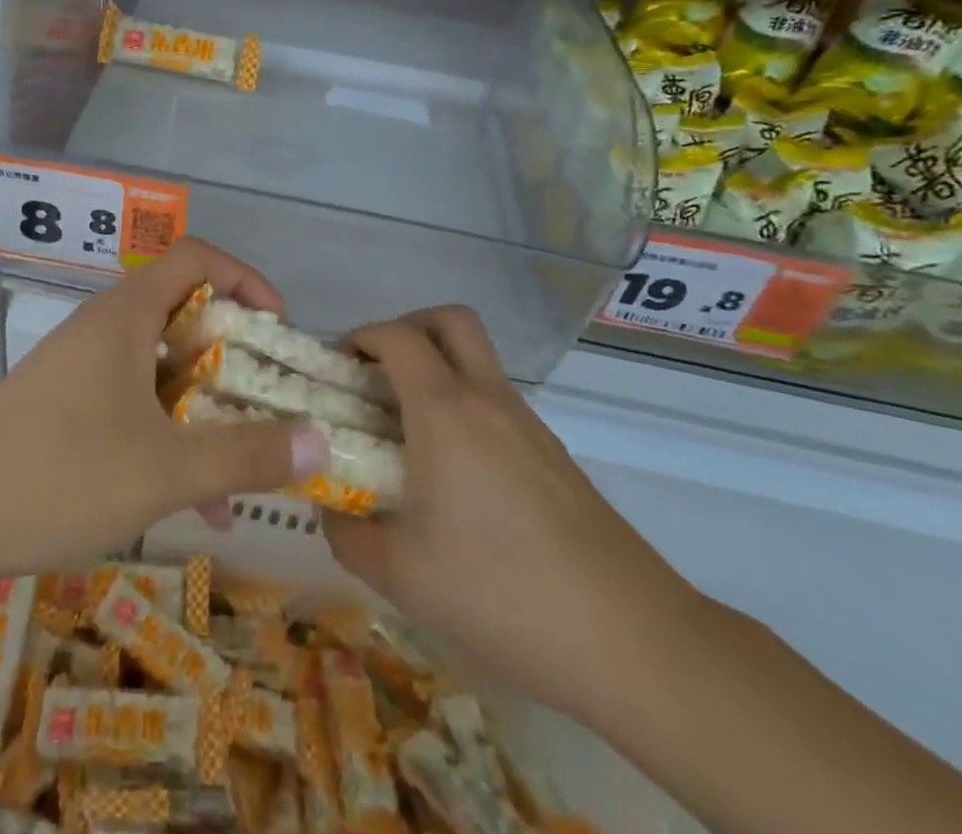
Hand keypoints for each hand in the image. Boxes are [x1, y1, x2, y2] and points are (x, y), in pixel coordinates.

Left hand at [0, 237, 328, 581]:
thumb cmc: (61, 473)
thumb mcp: (167, 470)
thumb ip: (247, 454)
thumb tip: (321, 442)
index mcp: (128, 313)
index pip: (198, 258)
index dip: (246, 279)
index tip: (278, 328)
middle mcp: (105, 326)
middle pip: (185, 313)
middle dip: (234, 355)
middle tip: (269, 398)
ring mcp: (82, 365)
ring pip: (162, 367)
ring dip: (204, 408)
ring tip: (239, 469)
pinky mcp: (65, 404)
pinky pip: (135, 400)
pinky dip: (169, 433)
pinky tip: (190, 500)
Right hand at [324, 307, 704, 729]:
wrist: (631, 640)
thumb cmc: (502, 592)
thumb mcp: (401, 575)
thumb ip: (349, 535)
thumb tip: (330, 511)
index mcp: (445, 411)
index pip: (396, 336)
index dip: (359, 338)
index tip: (335, 371)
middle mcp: (488, 399)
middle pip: (450, 320)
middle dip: (407, 329)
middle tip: (377, 374)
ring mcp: (528, 424)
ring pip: (477, 360)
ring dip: (437, 369)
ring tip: (406, 430)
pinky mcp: (554, 454)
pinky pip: (497, 401)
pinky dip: (464, 407)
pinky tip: (454, 474)